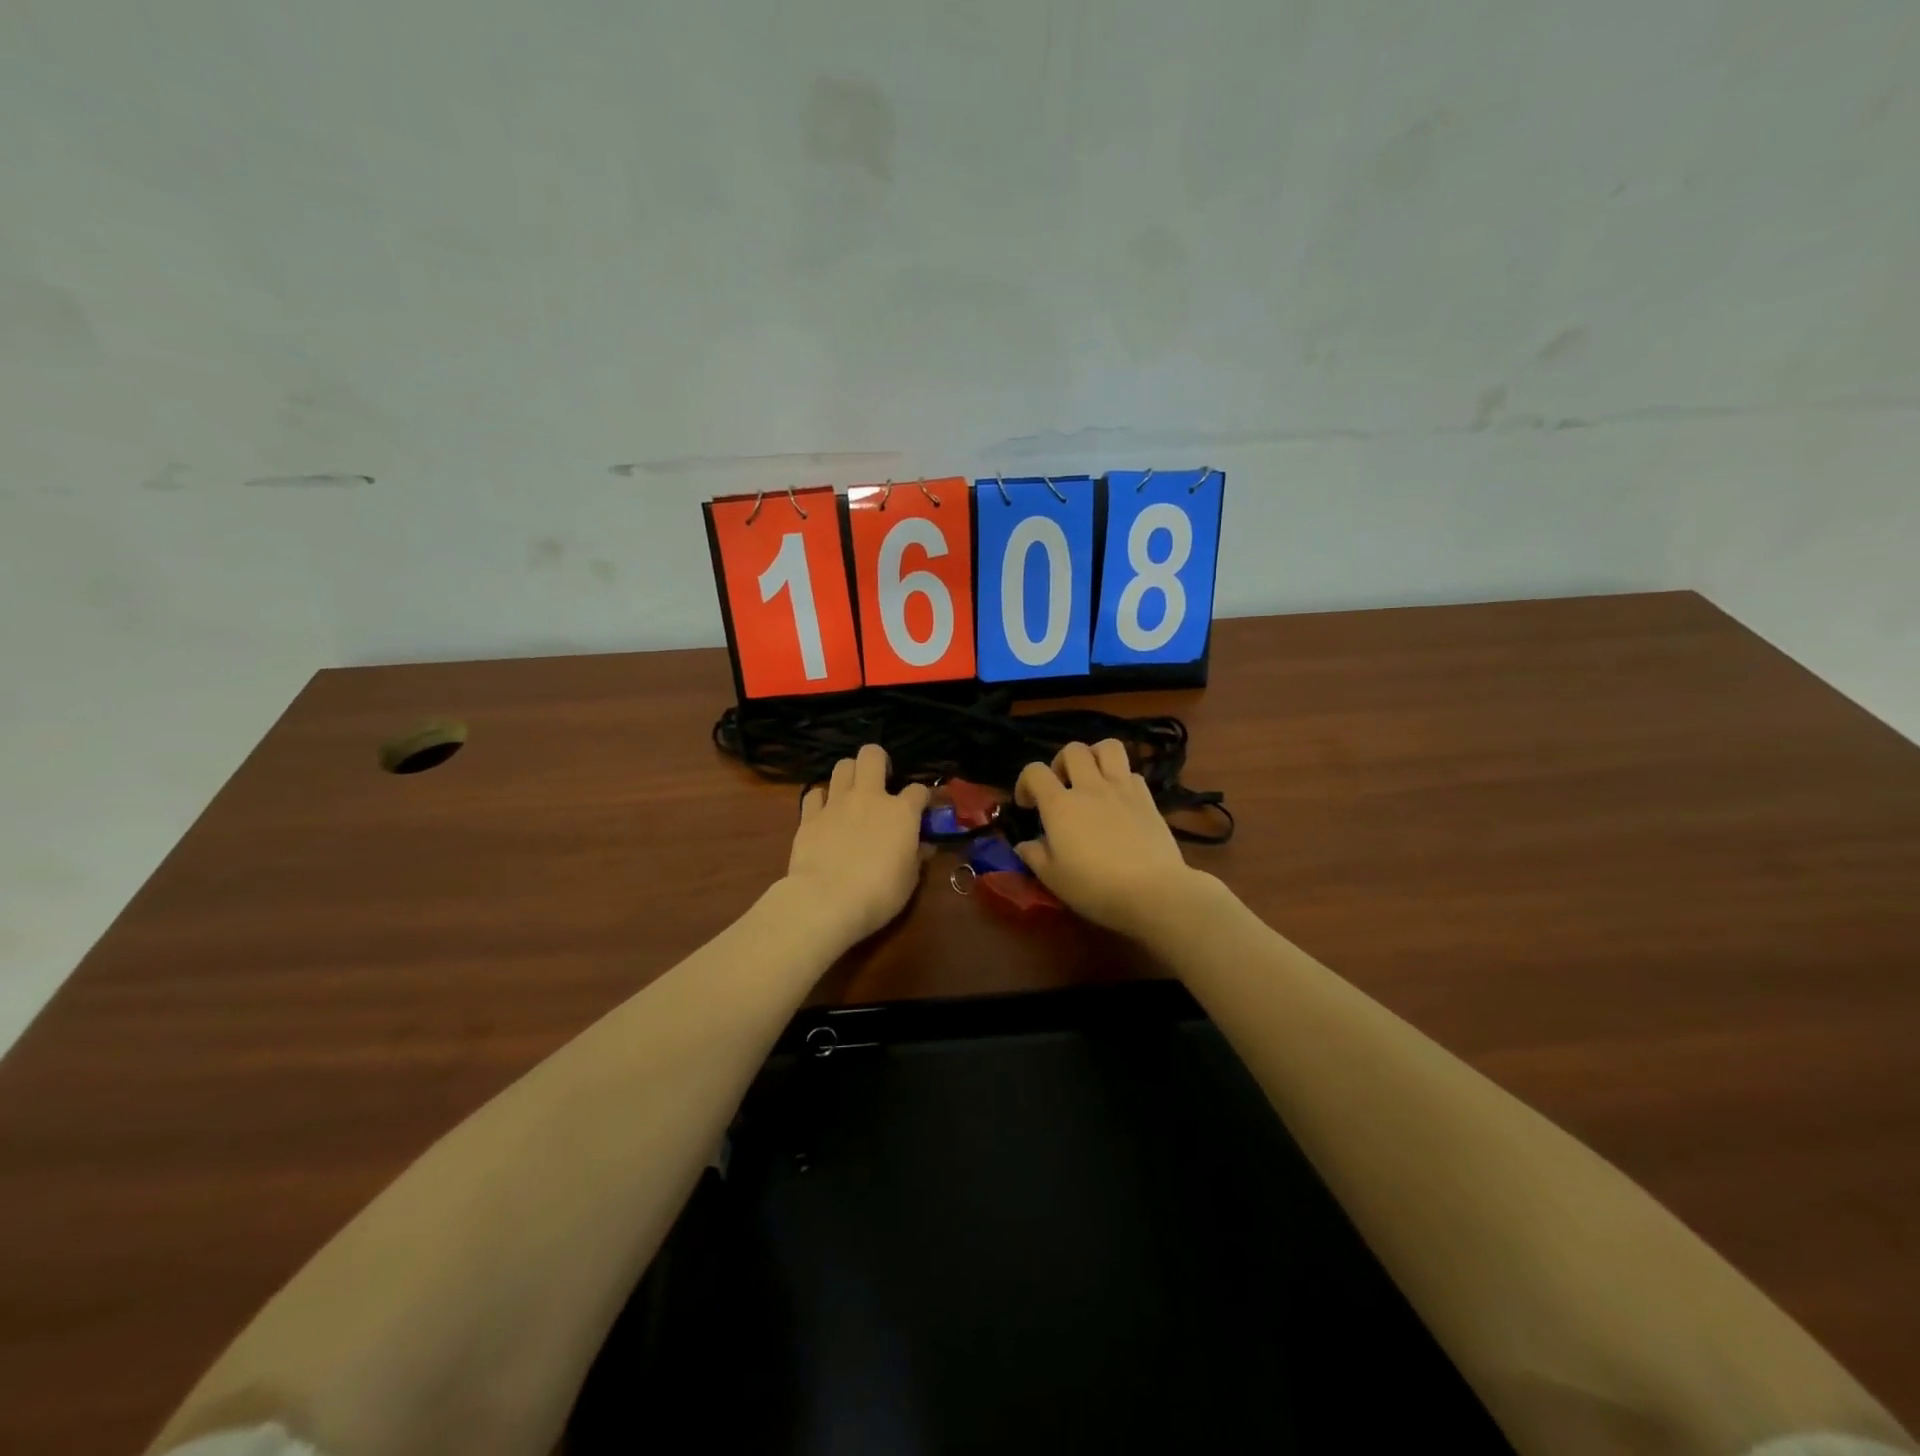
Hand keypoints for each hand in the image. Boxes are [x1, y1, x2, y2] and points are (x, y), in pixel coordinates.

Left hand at [784, 743, 930, 945]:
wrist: (827, 901)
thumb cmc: (879, 893)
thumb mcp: (909, 879)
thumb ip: (916, 856)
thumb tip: (923, 846)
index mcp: (901, 811)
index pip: (918, 790)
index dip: (922, 798)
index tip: (921, 810)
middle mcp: (869, 797)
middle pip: (872, 755)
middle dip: (879, 761)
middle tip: (881, 780)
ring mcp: (836, 803)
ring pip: (842, 766)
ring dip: (850, 775)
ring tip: (852, 793)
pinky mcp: (809, 816)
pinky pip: (814, 794)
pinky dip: (820, 800)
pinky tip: (824, 813)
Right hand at [1014, 740, 1197, 935]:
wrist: (1153, 891)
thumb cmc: (1096, 887)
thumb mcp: (1053, 878)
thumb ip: (1034, 856)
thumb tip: (1024, 845)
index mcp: (1060, 805)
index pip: (1034, 771)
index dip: (1025, 782)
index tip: (1027, 805)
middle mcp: (1089, 787)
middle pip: (1073, 750)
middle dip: (1061, 762)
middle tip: (1062, 786)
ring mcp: (1122, 789)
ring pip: (1108, 747)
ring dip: (1095, 756)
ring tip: (1091, 778)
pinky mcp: (1147, 798)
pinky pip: (1132, 772)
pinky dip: (1121, 778)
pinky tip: (1119, 800)